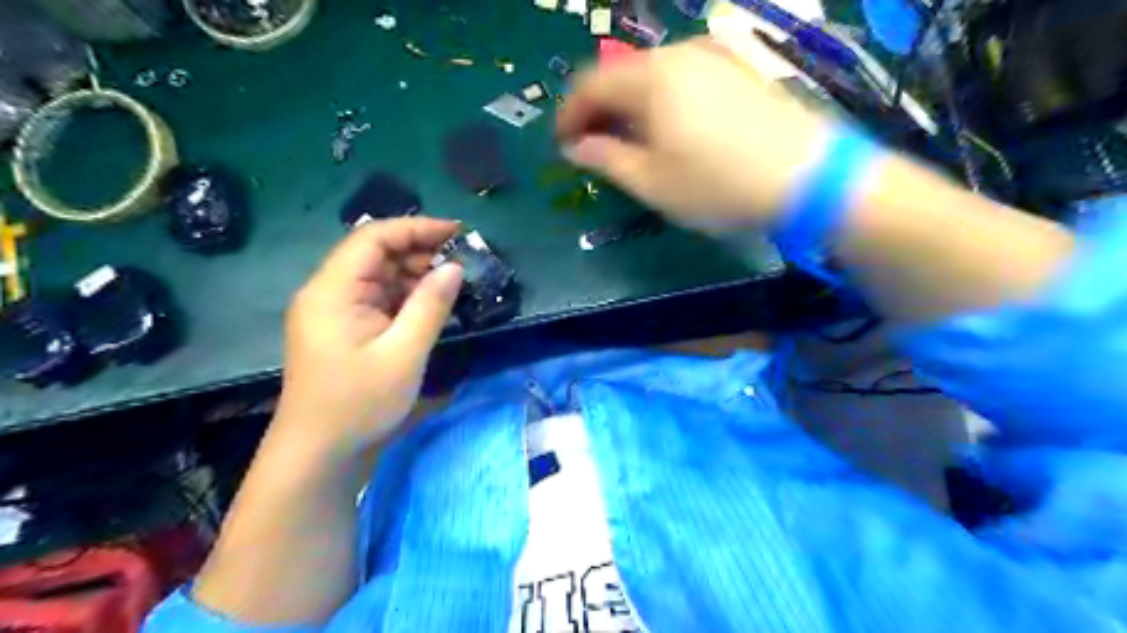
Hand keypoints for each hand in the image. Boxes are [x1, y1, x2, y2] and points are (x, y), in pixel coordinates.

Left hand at [271, 217, 462, 459]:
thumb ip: (431, 305)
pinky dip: (405, 297)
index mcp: (333, 291)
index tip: (457, 232)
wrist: (319, 454)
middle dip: (419, 252)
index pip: (373, 237)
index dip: (416, 227)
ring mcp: (334, 312)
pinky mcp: (344, 329)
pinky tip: (431, 305)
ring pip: (378, 277)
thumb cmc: (359, 404)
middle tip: (462, 262)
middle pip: (375, 254)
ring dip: (414, 275)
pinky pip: (377, 299)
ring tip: (452, 284)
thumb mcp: (404, 354)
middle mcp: (328, 293)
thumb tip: (454, 267)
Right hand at [557, 33, 834, 231]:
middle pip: (621, 75)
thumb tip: (576, 147)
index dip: (568, 115)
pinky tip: (668, 129)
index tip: (561, 145)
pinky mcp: (737, 68)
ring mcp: (713, 56)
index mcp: (651, 79)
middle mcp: (678, 54)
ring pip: (652, 76)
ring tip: (629, 142)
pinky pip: (682, 77)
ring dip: (630, 106)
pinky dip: (661, 101)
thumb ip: (606, 159)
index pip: (589, 85)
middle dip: (599, 111)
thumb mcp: (652, 182)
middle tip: (592, 147)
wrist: (807, 176)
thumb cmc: (718, 185)